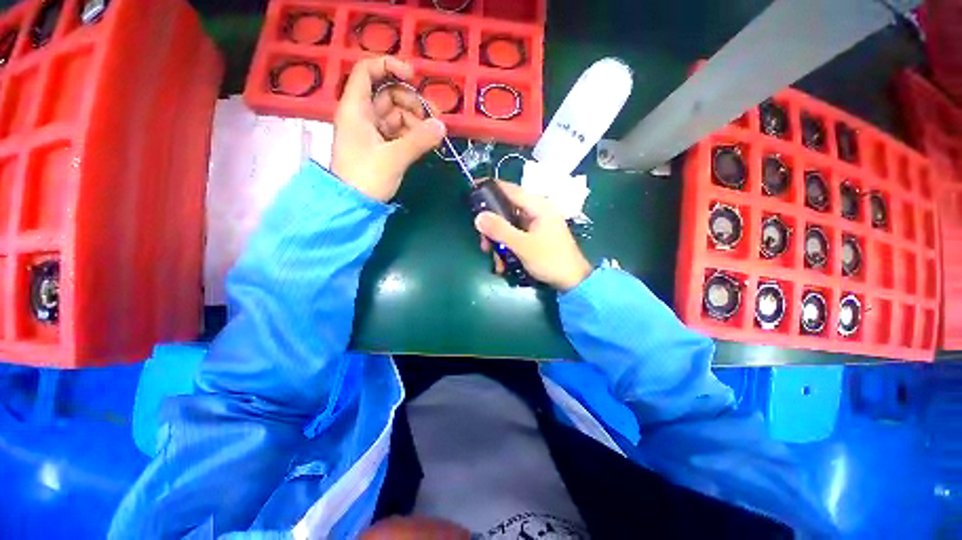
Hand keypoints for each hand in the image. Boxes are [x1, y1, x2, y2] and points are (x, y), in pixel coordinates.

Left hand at [331, 56, 446, 201]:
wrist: (353, 205)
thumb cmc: (366, 177)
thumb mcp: (394, 157)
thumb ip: (419, 140)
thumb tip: (441, 126)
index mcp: (356, 108)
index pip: (367, 70)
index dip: (390, 66)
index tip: (414, 77)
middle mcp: (362, 115)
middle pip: (388, 94)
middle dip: (411, 101)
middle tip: (432, 118)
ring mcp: (370, 131)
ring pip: (395, 114)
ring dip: (414, 121)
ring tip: (430, 136)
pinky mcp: (378, 146)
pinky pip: (397, 132)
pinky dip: (410, 134)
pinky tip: (423, 143)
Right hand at [475, 181, 591, 290]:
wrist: (573, 281)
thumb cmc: (550, 260)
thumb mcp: (523, 246)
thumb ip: (500, 230)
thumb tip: (478, 217)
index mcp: (538, 206)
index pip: (510, 190)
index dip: (490, 188)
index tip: (472, 189)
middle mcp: (536, 211)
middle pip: (506, 211)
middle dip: (493, 229)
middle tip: (484, 245)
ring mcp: (536, 225)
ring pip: (508, 227)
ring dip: (499, 244)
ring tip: (497, 262)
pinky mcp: (535, 237)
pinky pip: (515, 237)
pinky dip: (508, 249)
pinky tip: (504, 265)